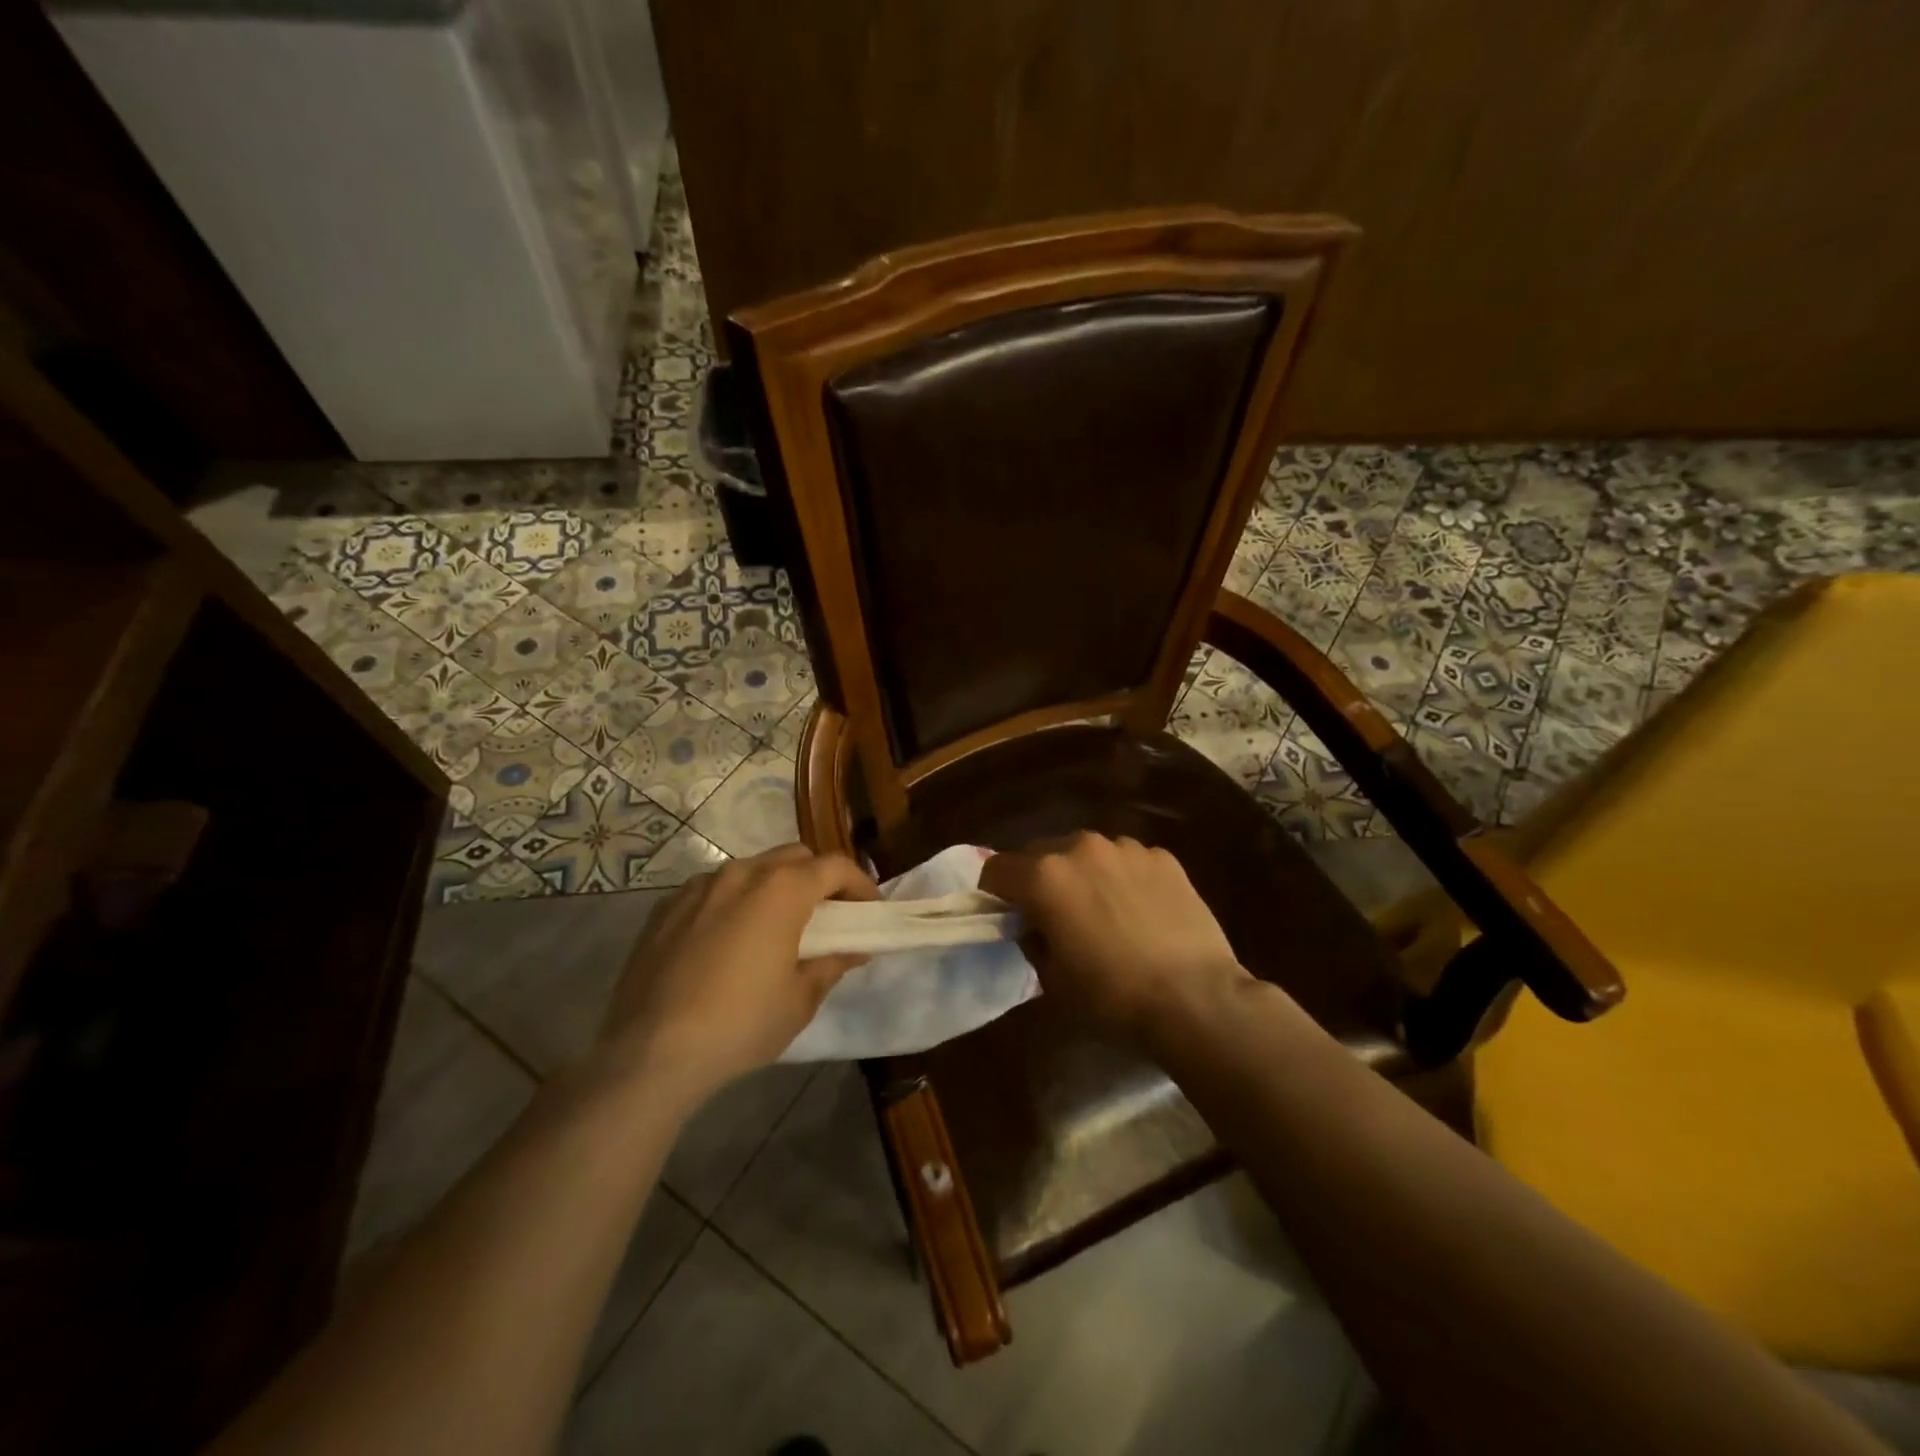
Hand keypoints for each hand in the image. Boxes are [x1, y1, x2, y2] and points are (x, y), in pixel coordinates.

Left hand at [593, 844, 879, 1103]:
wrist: (650, 1052)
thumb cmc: (741, 1024)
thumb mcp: (800, 1000)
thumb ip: (831, 964)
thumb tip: (854, 950)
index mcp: (781, 889)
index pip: (834, 866)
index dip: (860, 885)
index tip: (869, 912)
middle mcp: (741, 873)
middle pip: (793, 857)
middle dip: (818, 878)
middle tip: (827, 916)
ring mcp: (698, 887)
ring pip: (750, 869)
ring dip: (774, 887)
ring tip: (775, 927)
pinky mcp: (665, 908)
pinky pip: (712, 890)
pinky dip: (733, 902)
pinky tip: (728, 941)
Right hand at [980, 832, 1251, 1039]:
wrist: (1196, 997)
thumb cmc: (1112, 995)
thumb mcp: (1053, 979)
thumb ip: (1032, 940)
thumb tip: (1033, 925)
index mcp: (1045, 876)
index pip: (996, 868)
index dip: (994, 893)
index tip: (1006, 916)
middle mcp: (1080, 847)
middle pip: (1041, 853)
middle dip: (1039, 879)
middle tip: (1054, 915)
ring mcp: (1126, 848)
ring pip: (1087, 853)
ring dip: (1083, 874)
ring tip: (1103, 911)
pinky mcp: (1163, 857)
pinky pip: (1127, 860)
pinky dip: (1123, 878)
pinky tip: (1141, 912)